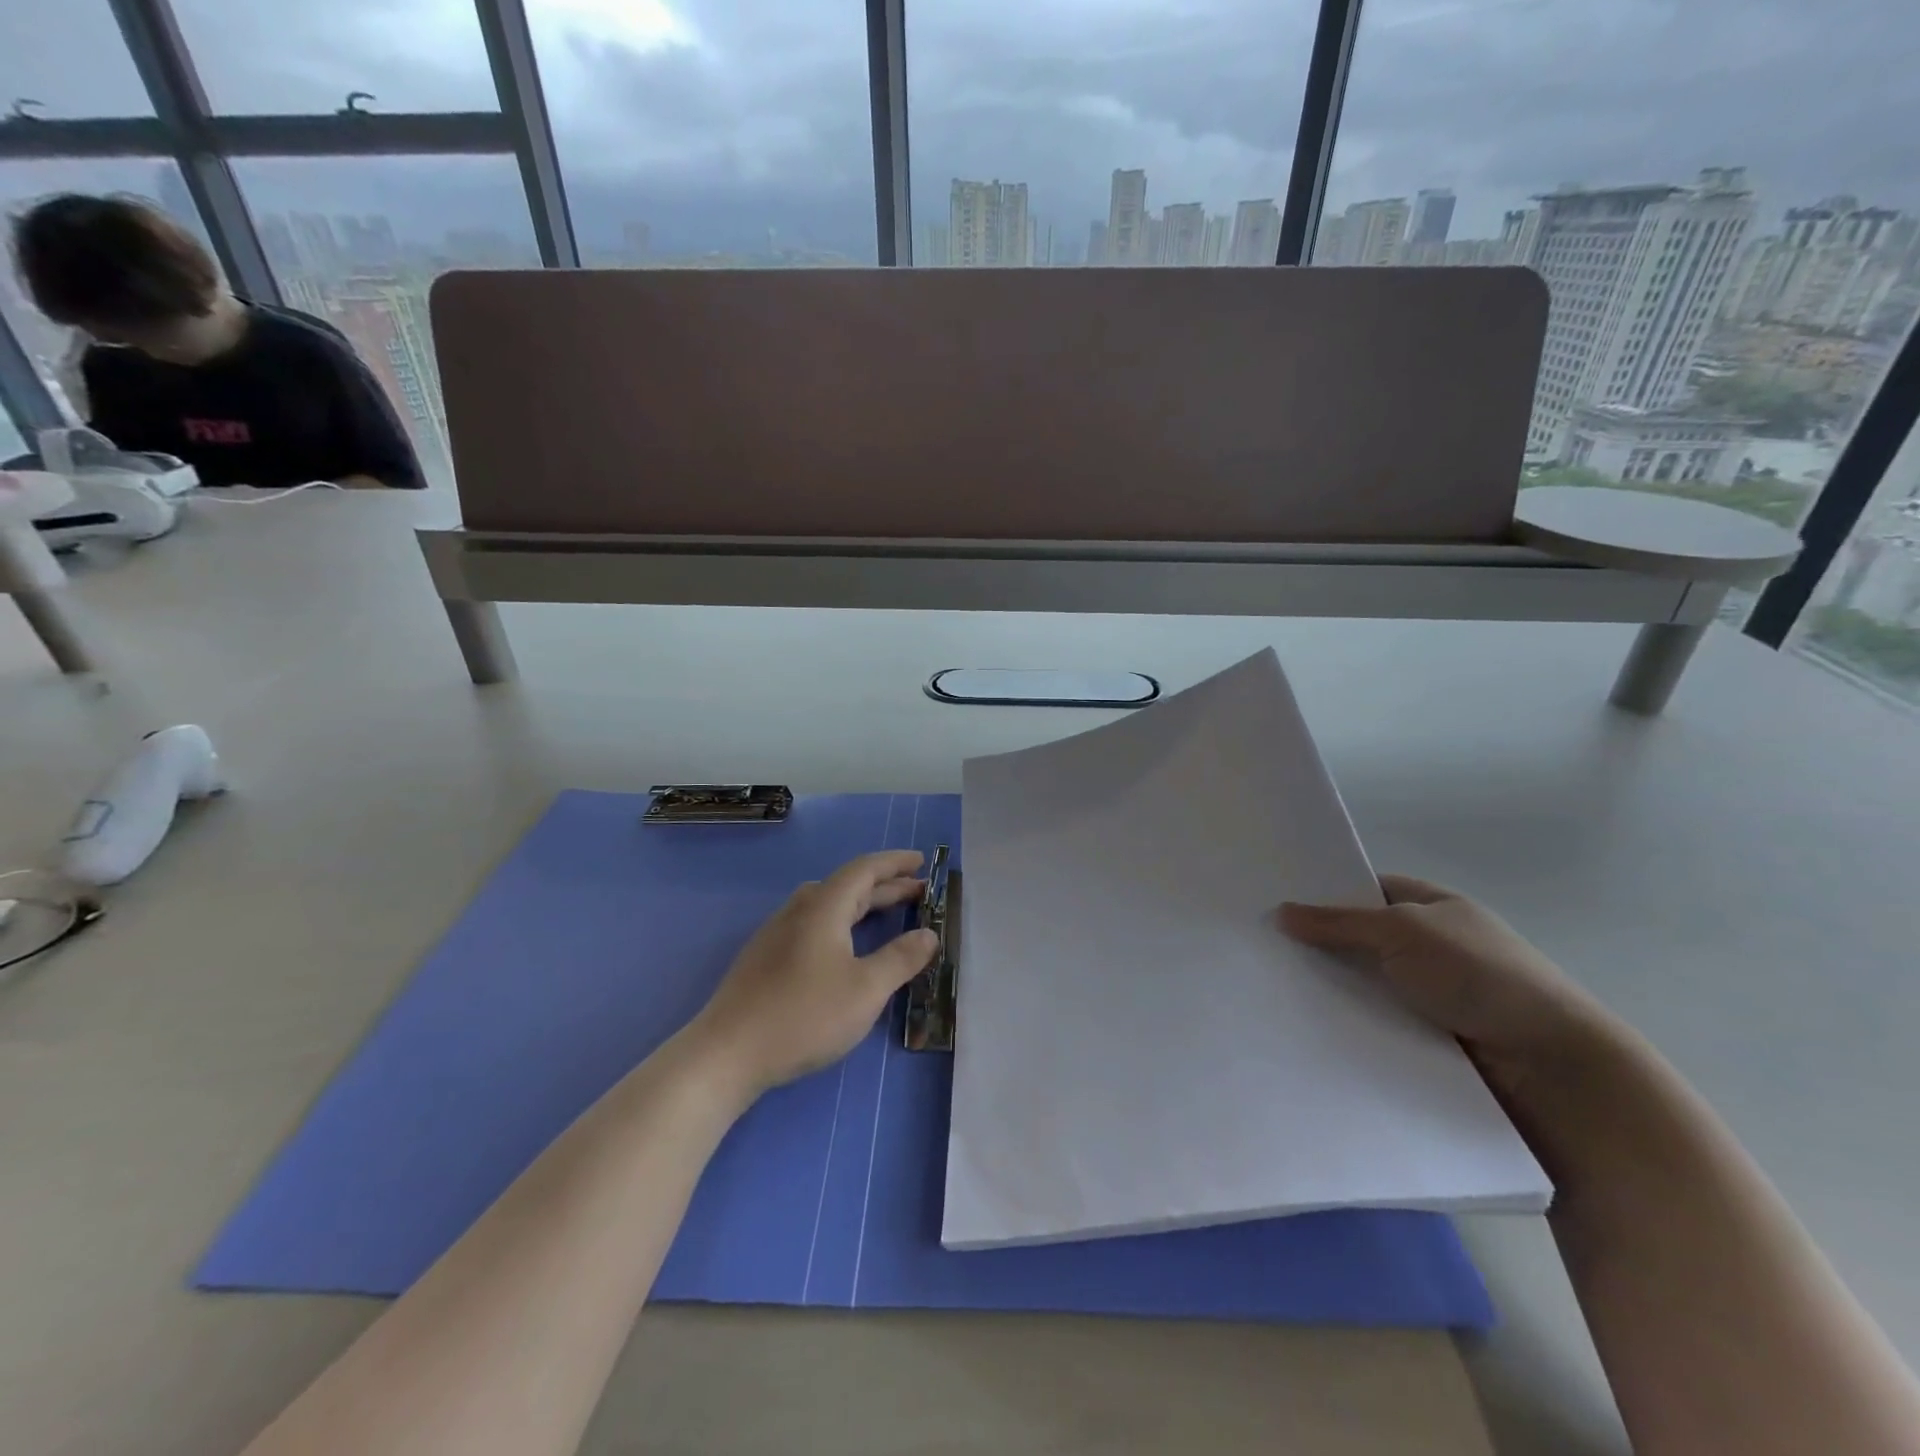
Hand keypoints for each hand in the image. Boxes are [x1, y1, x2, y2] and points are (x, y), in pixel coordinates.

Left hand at [690, 851, 938, 1097]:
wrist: (727, 1053)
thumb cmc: (804, 1016)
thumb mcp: (865, 990)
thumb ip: (900, 959)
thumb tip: (929, 934)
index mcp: (823, 908)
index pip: (864, 870)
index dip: (894, 863)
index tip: (921, 860)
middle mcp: (799, 911)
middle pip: (847, 886)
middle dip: (885, 886)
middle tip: (918, 891)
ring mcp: (777, 933)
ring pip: (827, 905)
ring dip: (861, 904)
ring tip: (885, 913)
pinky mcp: (765, 957)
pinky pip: (813, 923)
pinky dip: (841, 922)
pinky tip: (843, 946)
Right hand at [1279, 875, 1610, 1099]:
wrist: (1550, 1065)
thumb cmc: (1479, 975)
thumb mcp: (1402, 931)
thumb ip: (1339, 922)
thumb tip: (1282, 912)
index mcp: (1433, 907)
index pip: (1366, 890)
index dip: (1324, 894)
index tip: (1275, 904)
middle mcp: (1432, 946)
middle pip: (1361, 939)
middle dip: (1319, 945)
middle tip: (1261, 949)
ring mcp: (1432, 994)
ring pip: (1365, 984)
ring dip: (1332, 989)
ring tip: (1270, 990)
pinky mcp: (1429, 1038)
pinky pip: (1376, 1022)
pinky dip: (1350, 1024)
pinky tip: (1308, 1026)